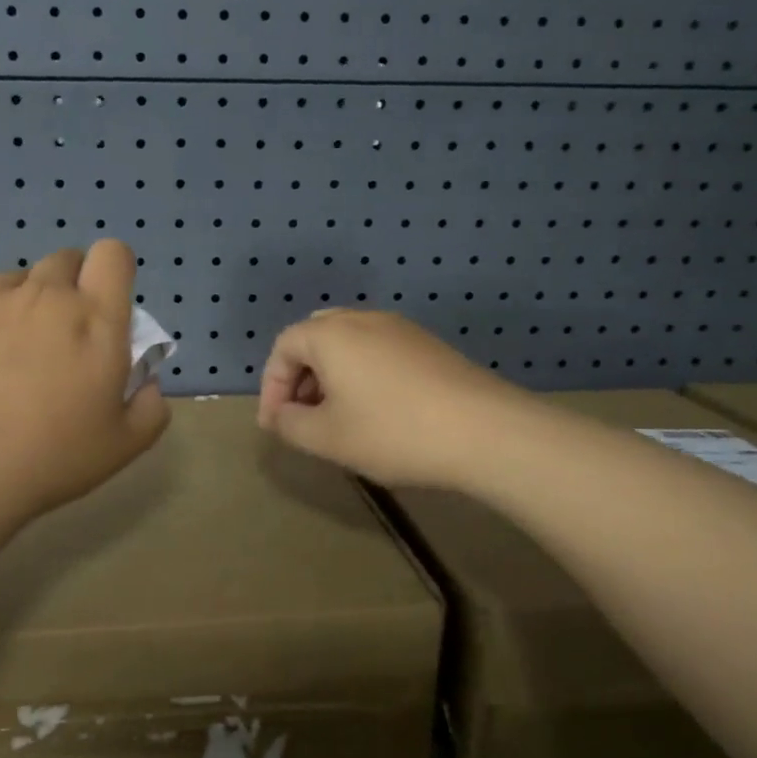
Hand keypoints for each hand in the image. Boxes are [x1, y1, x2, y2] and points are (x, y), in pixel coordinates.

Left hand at [0, 241, 170, 524]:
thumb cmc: (49, 460)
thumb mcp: (123, 447)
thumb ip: (151, 407)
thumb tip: (148, 379)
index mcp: (96, 319)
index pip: (113, 254)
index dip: (112, 272)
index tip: (103, 306)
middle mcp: (47, 294)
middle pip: (65, 260)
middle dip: (69, 288)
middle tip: (58, 337)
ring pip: (18, 277)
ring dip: (23, 301)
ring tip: (6, 350)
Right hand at [256, 310, 519, 488]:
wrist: (486, 431)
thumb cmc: (393, 431)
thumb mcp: (327, 438)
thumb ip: (289, 424)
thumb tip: (280, 415)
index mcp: (331, 334)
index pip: (283, 347)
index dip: (271, 386)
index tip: (275, 424)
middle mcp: (363, 319)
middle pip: (315, 337)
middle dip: (300, 376)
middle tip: (302, 414)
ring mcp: (401, 328)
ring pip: (349, 343)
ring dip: (331, 376)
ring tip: (337, 417)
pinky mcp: (429, 345)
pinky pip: (379, 350)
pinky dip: (362, 374)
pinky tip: (377, 411)